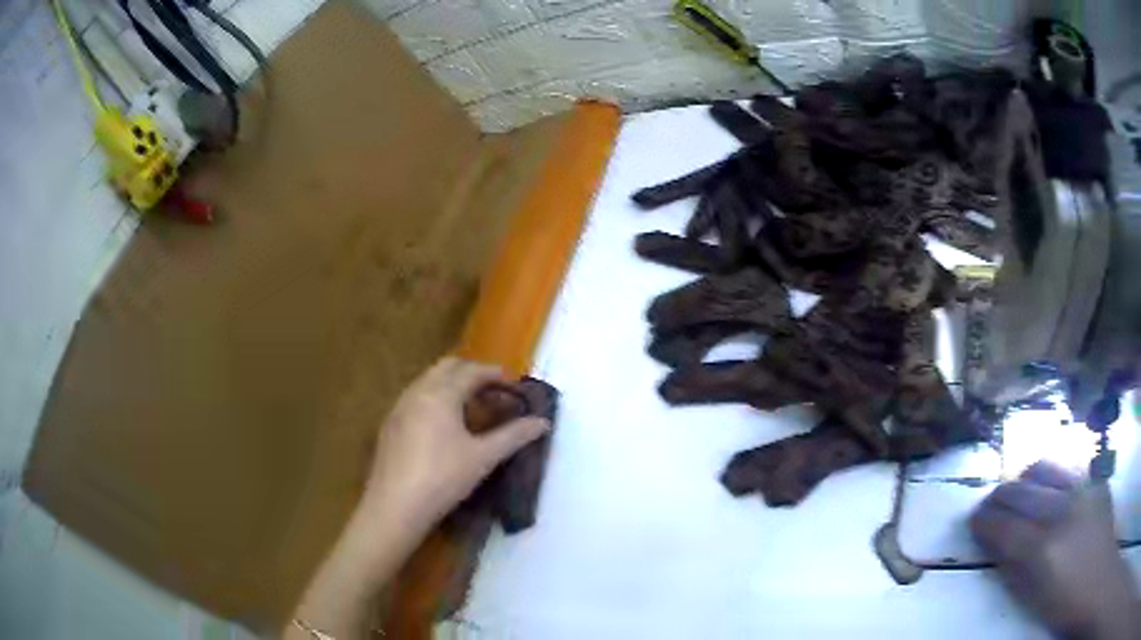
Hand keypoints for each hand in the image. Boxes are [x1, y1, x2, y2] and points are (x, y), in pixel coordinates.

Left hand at [363, 357, 550, 533]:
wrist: (394, 506)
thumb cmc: (443, 479)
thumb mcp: (483, 458)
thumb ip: (514, 436)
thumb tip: (543, 422)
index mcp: (440, 394)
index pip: (471, 371)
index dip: (495, 374)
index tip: (514, 384)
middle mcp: (417, 392)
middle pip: (447, 368)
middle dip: (472, 374)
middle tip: (494, 392)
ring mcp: (399, 408)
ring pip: (428, 382)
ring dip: (451, 386)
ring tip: (472, 409)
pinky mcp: (389, 425)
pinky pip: (415, 398)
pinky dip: (434, 400)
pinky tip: (442, 427)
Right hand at [970, 461, 1140, 639]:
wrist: (1096, 578)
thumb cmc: (1063, 606)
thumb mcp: (1034, 600)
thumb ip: (1015, 571)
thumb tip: (998, 547)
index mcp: (1043, 550)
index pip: (1004, 526)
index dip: (984, 522)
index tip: (973, 521)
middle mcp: (1062, 511)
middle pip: (1022, 491)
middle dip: (999, 496)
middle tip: (988, 505)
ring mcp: (1083, 490)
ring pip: (1047, 468)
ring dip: (1025, 478)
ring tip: (1017, 489)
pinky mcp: (1096, 483)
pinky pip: (1069, 470)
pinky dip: (1052, 474)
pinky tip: (1049, 485)